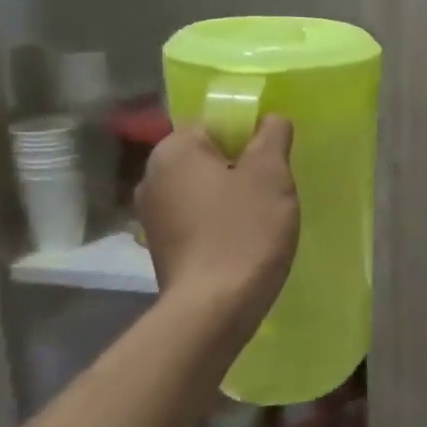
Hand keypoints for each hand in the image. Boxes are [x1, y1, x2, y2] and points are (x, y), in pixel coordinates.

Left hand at [136, 117, 299, 331]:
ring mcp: (152, 215)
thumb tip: (270, 118)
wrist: (214, 308)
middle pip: (208, 156)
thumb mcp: (270, 174)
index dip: (250, 134)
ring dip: (230, 195)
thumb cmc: (244, 231)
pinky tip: (241, 240)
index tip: (275, 158)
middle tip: (275, 187)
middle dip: (241, 166)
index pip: (215, 122)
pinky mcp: (160, 247)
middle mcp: (152, 177)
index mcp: (173, 150)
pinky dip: (218, 221)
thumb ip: (272, 136)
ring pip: (202, 188)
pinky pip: (196, 218)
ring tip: (262, 216)